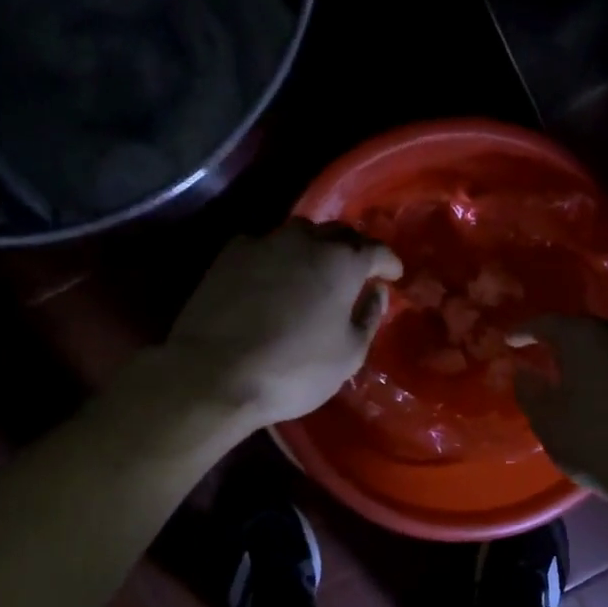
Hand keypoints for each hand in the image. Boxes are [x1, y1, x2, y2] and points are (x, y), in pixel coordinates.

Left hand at [165, 219, 402, 428]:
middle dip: (353, 249)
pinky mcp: (230, 254)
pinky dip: (277, 257)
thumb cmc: (294, 370)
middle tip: (357, 271)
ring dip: (314, 247)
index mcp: (342, 262)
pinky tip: (273, 278)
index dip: (389, 262)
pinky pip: (264, 246)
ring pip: (299, 234)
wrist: (214, 373)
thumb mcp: (348, 355)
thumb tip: (376, 292)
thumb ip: (369, 317)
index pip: (376, 249)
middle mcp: (306, 241)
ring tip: (315, 270)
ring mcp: (264, 243)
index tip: (394, 274)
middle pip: (338, 233)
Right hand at [513, 316, 607, 491]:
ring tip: (571, 365)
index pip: (546, 322)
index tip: (509, 340)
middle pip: (582, 326)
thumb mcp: (547, 420)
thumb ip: (530, 390)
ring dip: (588, 350)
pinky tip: (601, 383)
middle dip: (560, 336)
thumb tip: (523, 371)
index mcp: (583, 337)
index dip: (525, 330)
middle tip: (540, 348)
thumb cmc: (594, 441)